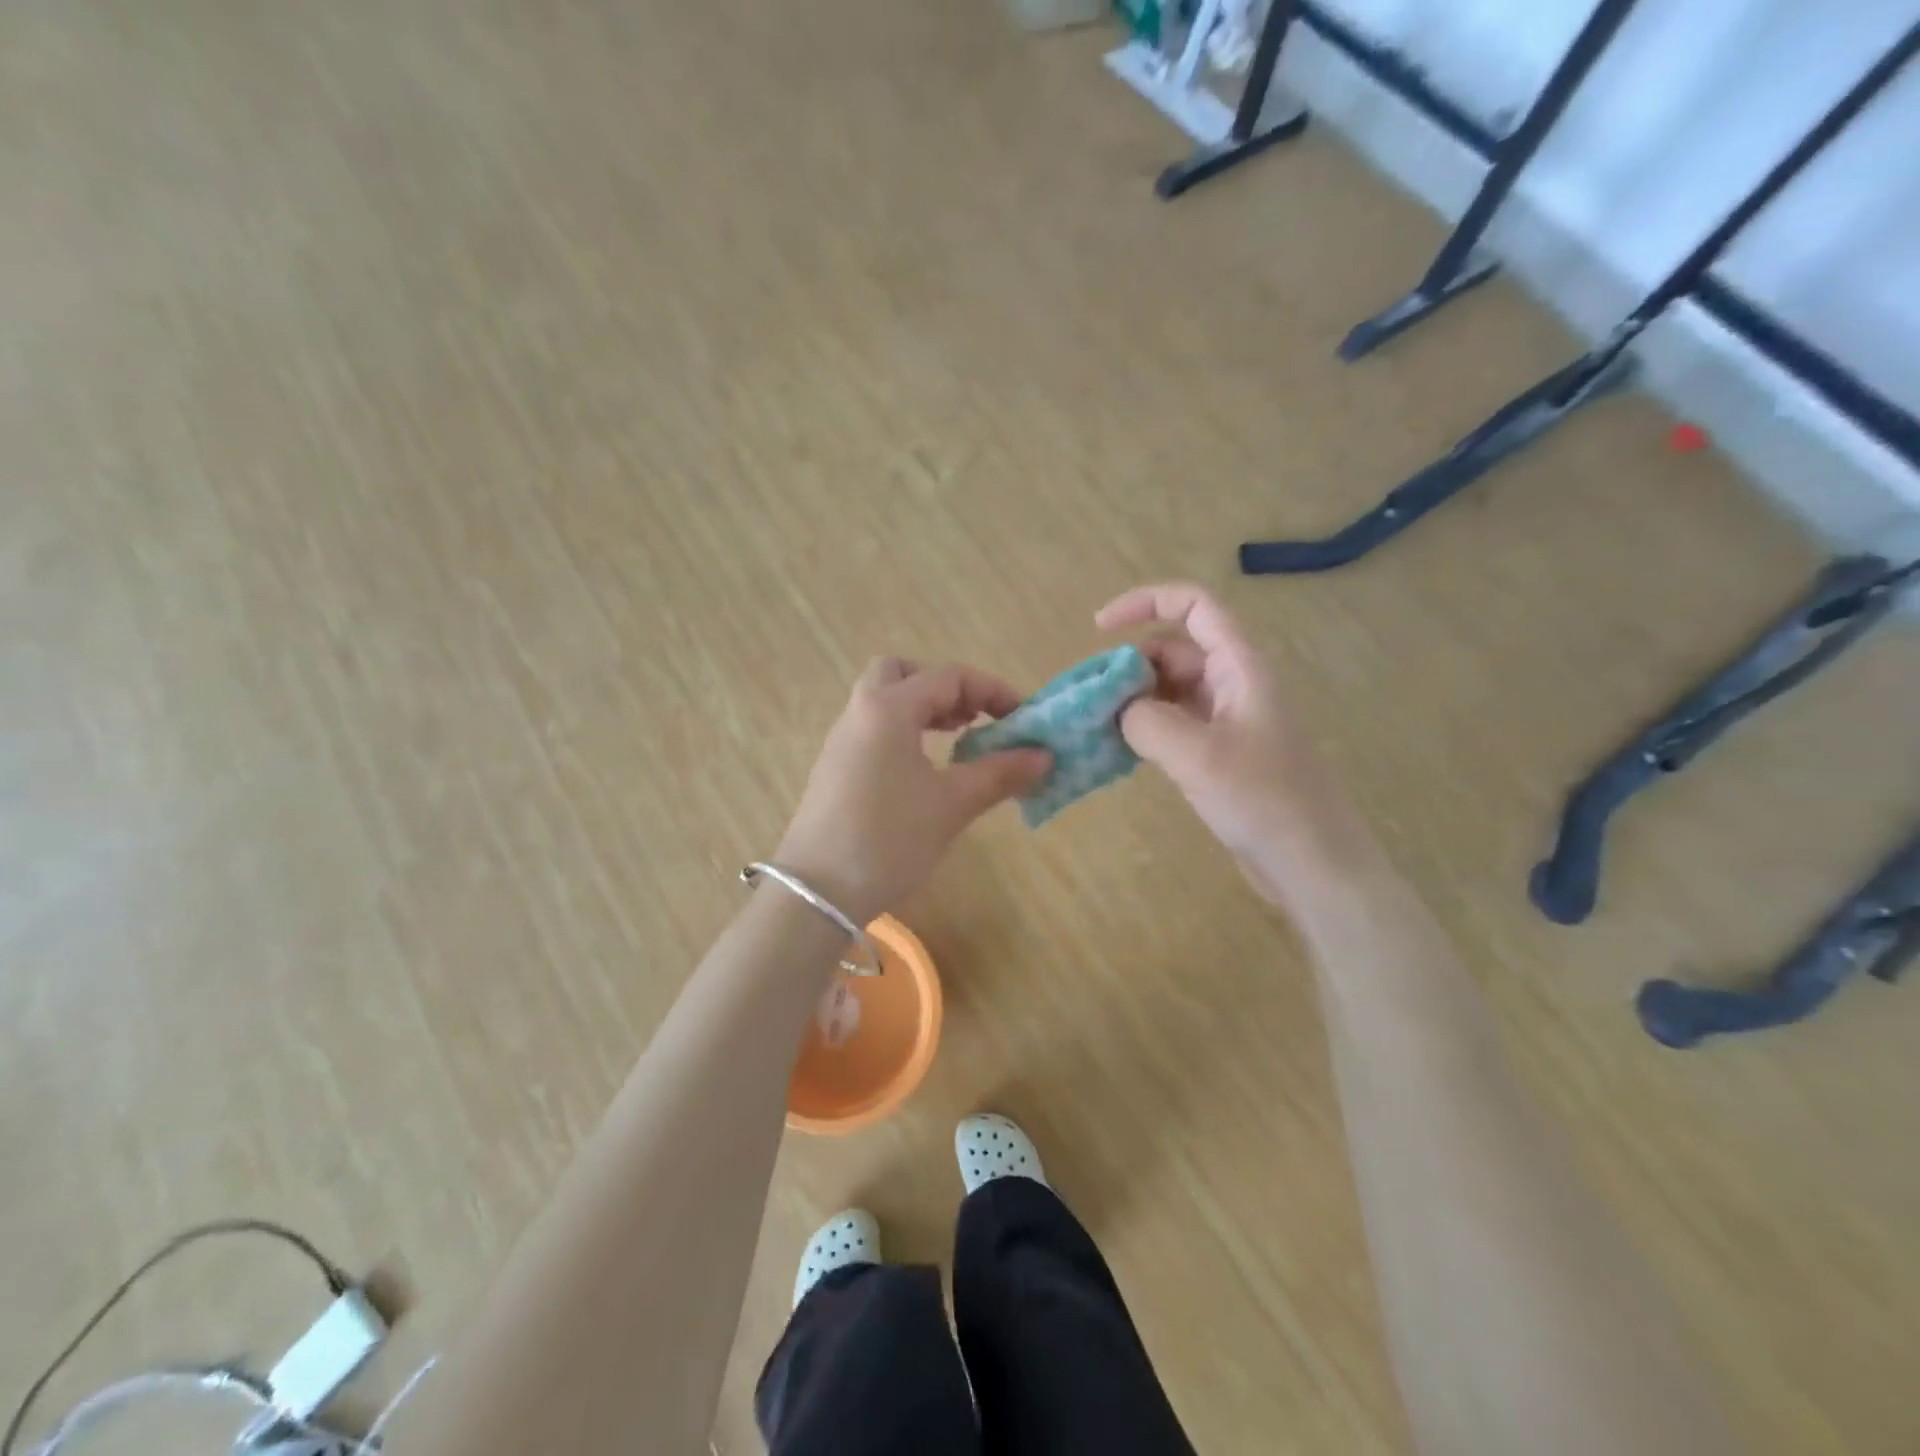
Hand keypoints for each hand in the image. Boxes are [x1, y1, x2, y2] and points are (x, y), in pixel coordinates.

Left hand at [777, 659, 1050, 922]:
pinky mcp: (835, 770)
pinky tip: (925, 772)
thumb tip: (1044, 756)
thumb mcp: (951, 805)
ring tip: (957, 741)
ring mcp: (842, 742)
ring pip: (883, 701)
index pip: (948, 677)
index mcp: (887, 708)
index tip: (1023, 719)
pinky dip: (904, 732)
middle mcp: (860, 713)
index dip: (992, 691)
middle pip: (901, 673)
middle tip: (972, 718)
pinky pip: (873, 730)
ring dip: (923, 709)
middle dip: (944, 687)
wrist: (817, 894)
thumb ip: (999, 773)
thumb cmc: (889, 839)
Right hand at [1097, 583, 1365, 903]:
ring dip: (1134, 699)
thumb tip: (1120, 710)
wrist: (1314, 864)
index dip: (1145, 602)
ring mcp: (1230, 719)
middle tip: (1090, 699)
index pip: (1194, 605)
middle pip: (1175, 649)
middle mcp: (1235, 683)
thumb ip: (1146, 721)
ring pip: (1171, 689)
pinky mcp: (1223, 752)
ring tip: (1097, 726)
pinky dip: (1146, 728)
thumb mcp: (1196, 756)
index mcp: (1240, 666)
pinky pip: (1176, 723)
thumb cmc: (1263, 800)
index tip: (1098, 627)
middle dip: (1129, 664)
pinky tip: (1120, 750)